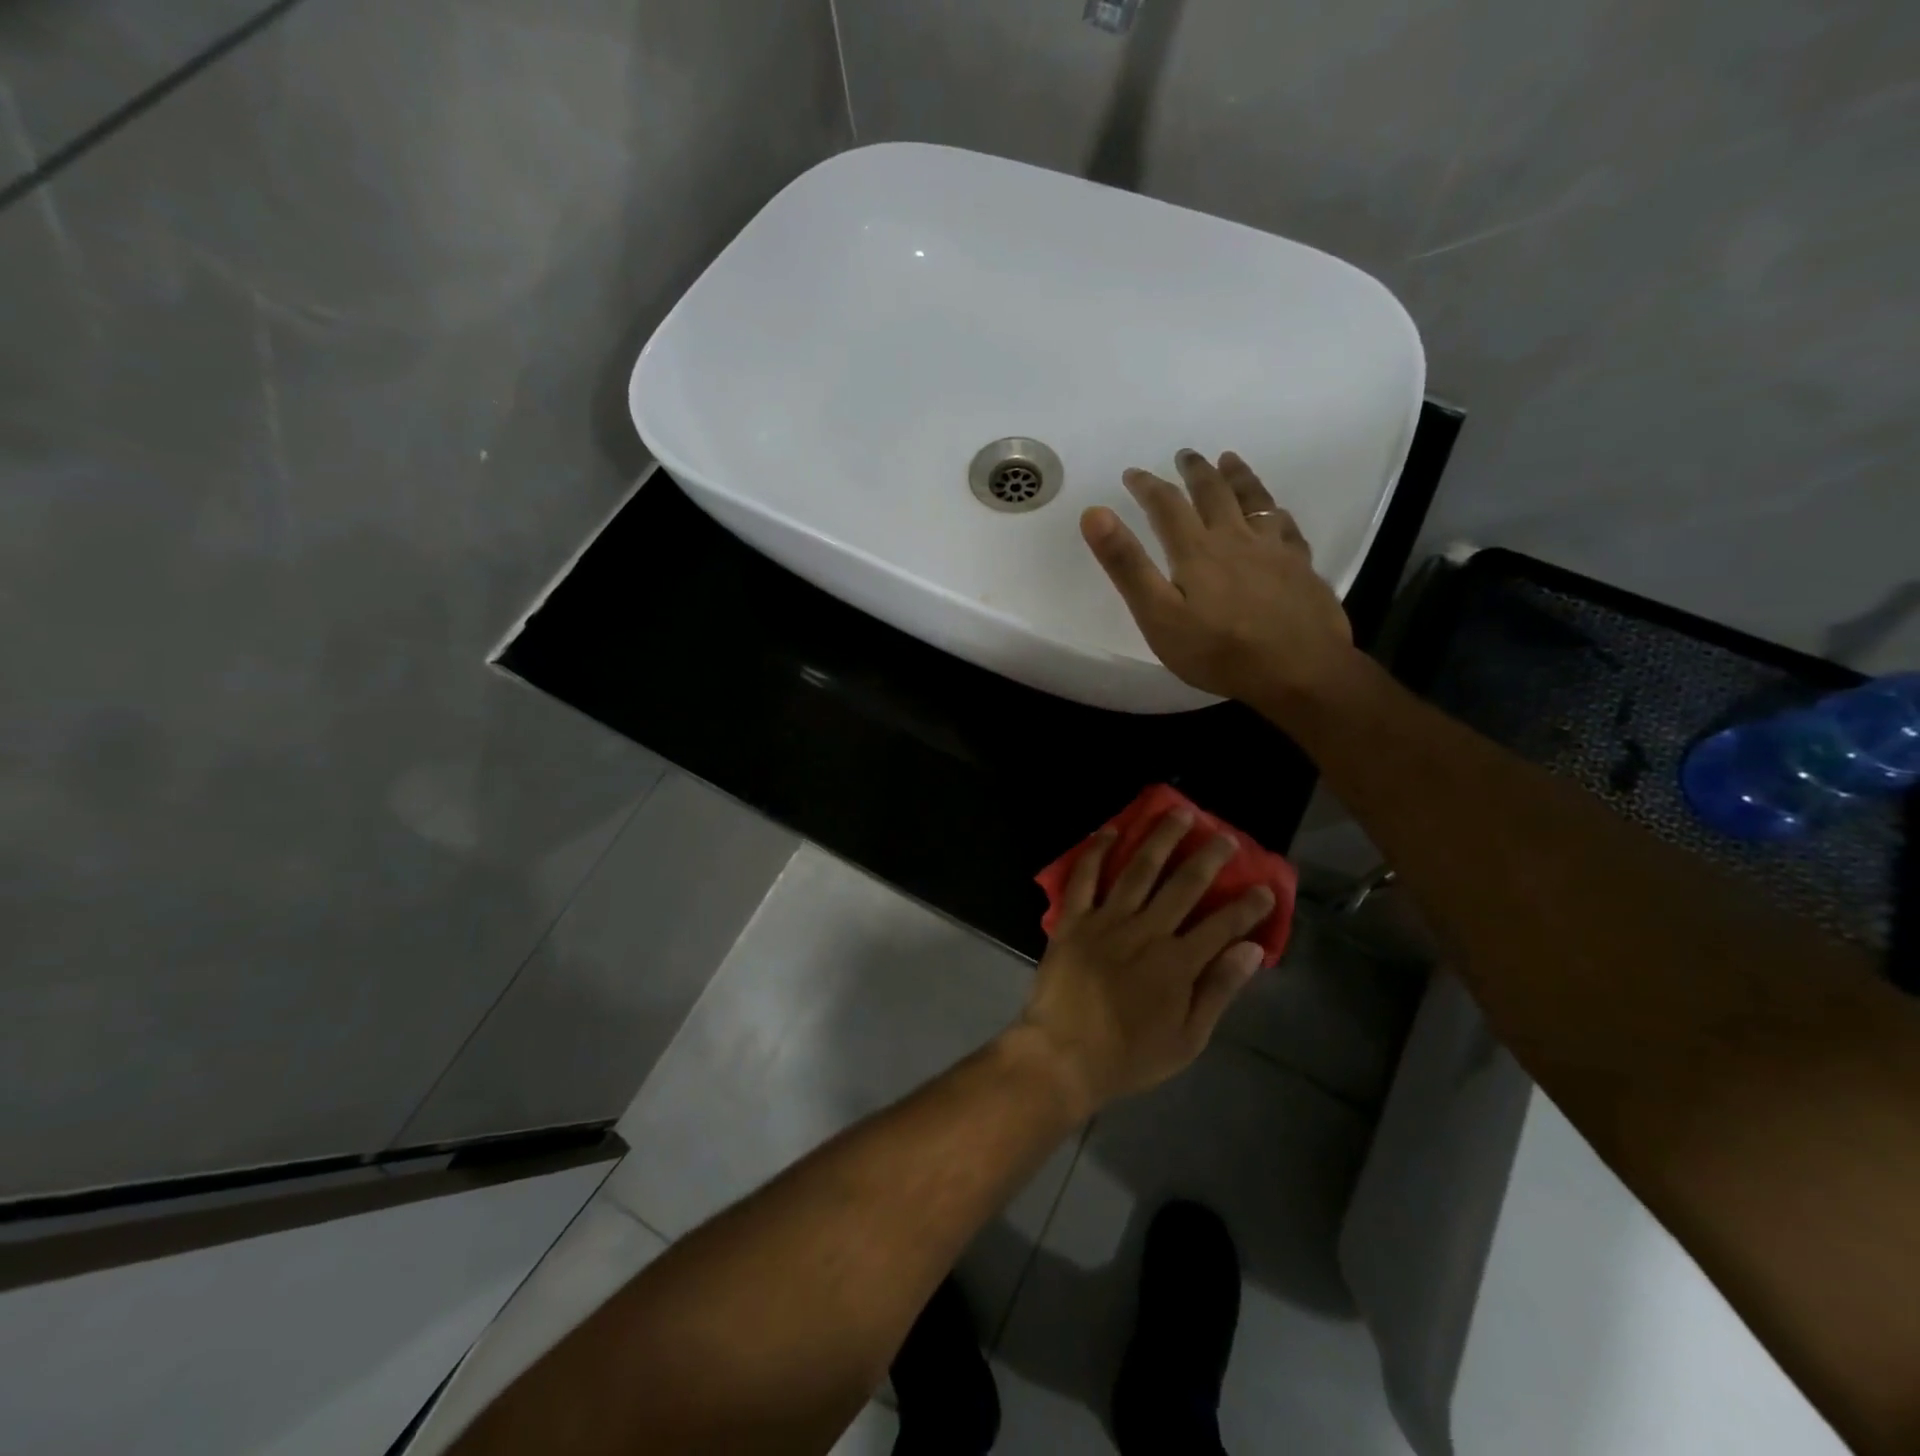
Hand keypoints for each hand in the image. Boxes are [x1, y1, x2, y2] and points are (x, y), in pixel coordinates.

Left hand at [1015, 809, 1274, 1114]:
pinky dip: (1096, 851)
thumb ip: (1218, 990)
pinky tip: (1109, 830)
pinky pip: (1084, 878)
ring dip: (1160, 839)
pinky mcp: (1073, 920)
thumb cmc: (1128, 1055)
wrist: (1062, 1055)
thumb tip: (1250, 950)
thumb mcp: (1186, 1039)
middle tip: (1224, 835)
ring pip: (1138, 869)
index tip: (1265, 886)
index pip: (1222, 925)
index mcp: (1177, 963)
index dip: (1248, 905)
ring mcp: (1106, 921)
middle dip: (1208, 857)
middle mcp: (1145, 931)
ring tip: (1178, 813)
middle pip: (1183, 885)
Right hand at [1081, 450, 1355, 706]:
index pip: (1166, 505)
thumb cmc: (1218, 650)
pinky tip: (1276, 513)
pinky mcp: (1301, 567)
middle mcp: (1236, 537)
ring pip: (1254, 499)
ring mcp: (1274, 550)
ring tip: (1229, 460)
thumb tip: (1094, 513)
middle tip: (1184, 454)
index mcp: (1197, 549)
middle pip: (1213, 492)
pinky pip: (1287, 526)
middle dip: (1194, 471)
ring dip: (1238, 476)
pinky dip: (1275, 511)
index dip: (1147, 486)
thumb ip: (1127, 565)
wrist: (1299, 670)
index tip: (1132, 473)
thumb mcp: (1158, 615)